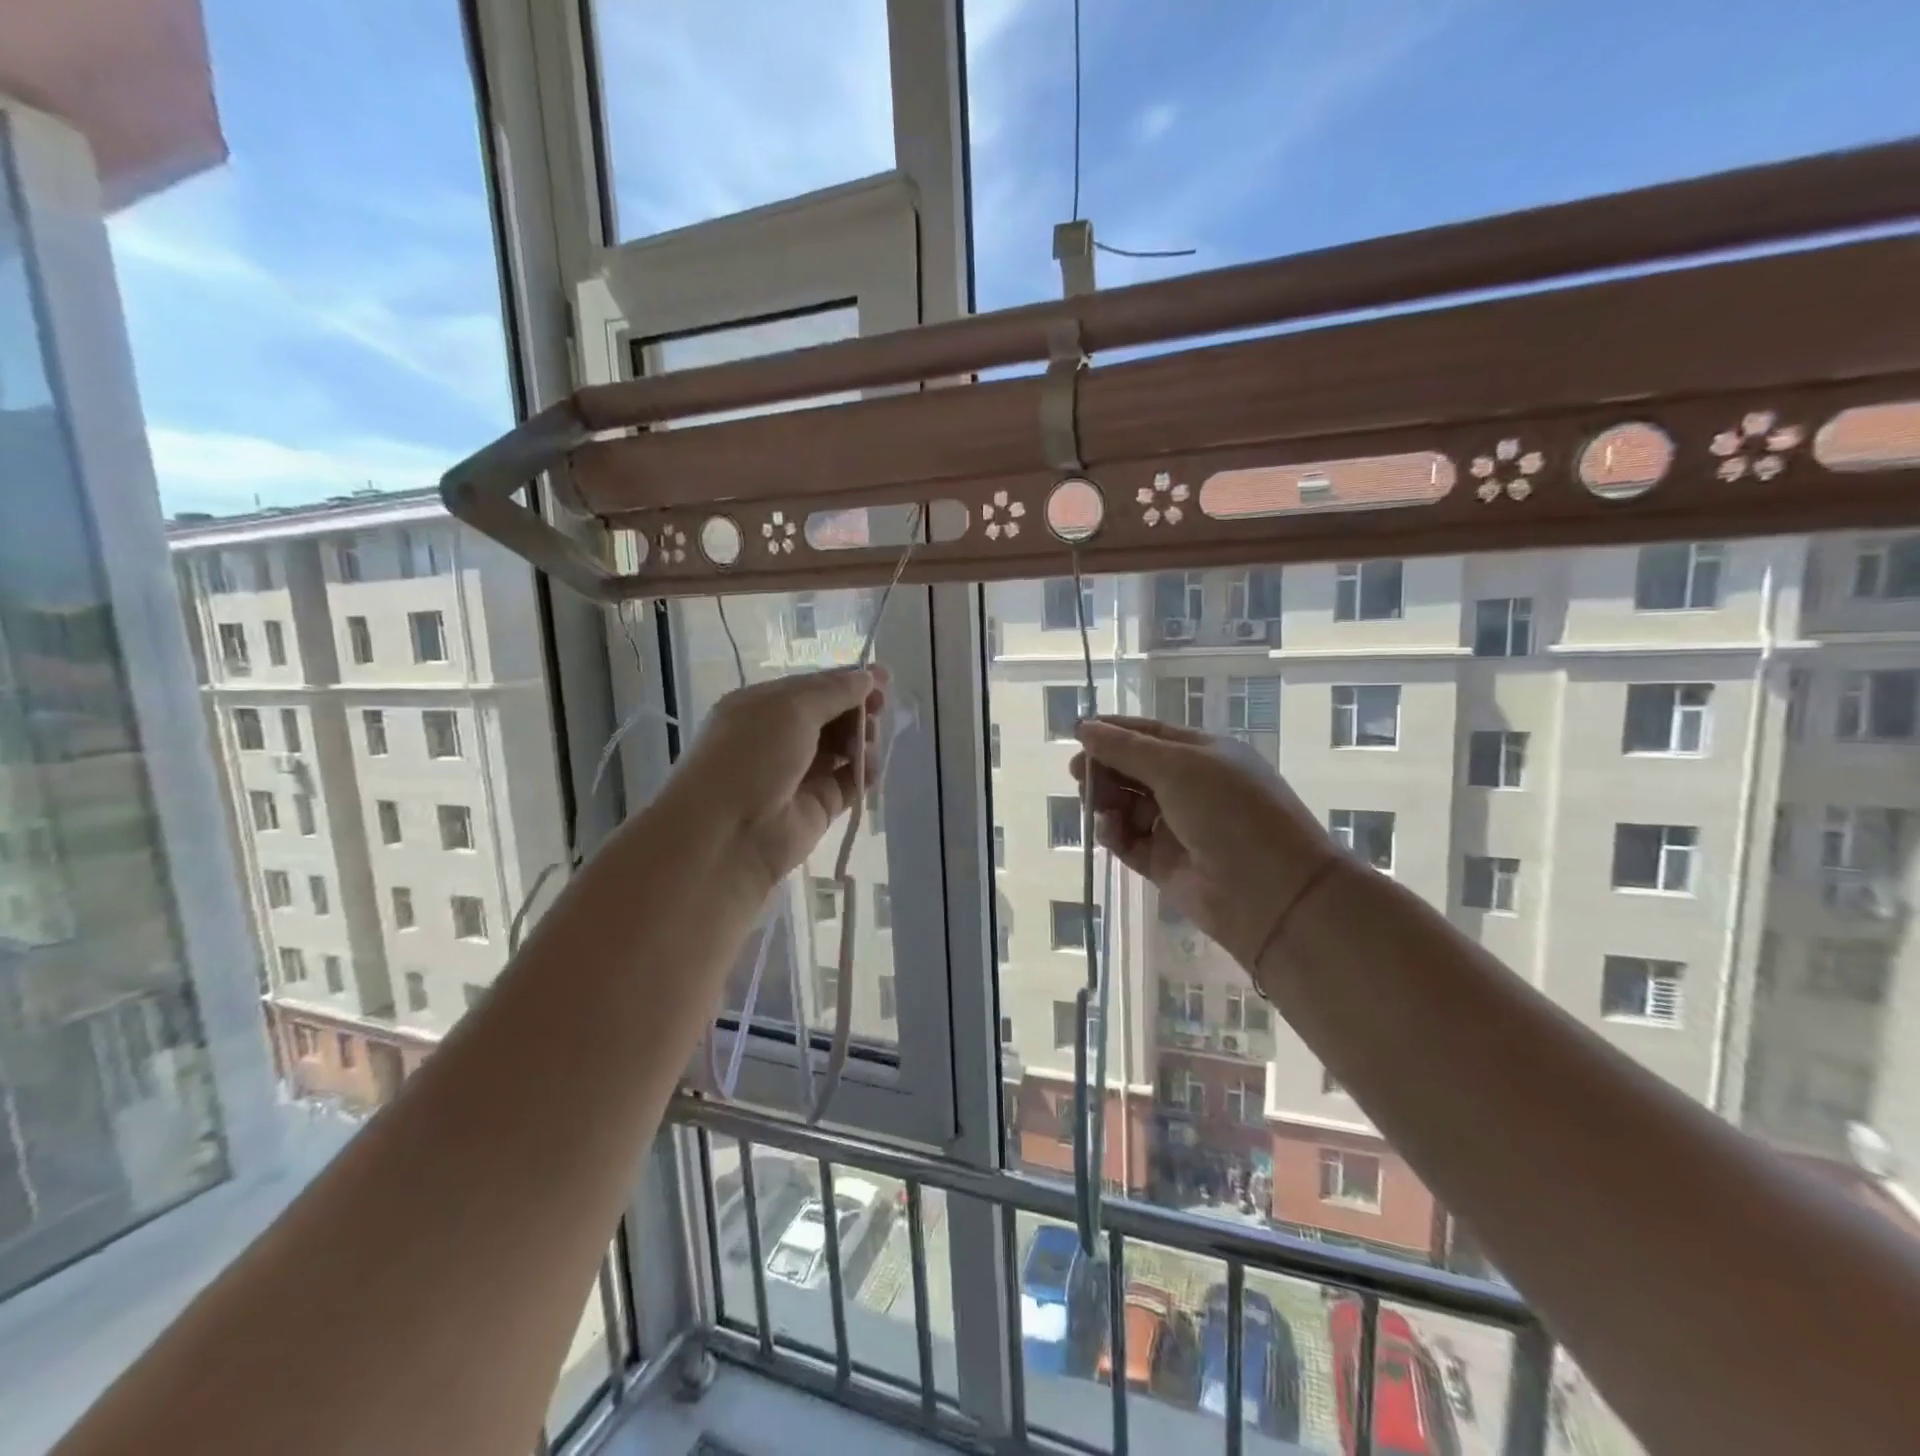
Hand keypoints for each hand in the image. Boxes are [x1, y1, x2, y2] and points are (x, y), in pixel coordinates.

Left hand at [669, 667, 886, 891]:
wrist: (726, 834)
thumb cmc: (751, 756)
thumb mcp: (790, 708)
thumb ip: (834, 692)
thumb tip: (868, 678)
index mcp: (763, 706)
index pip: (813, 687)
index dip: (848, 681)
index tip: (885, 679)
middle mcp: (779, 737)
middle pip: (831, 716)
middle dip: (858, 710)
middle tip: (880, 711)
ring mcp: (800, 773)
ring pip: (843, 747)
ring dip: (862, 739)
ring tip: (867, 745)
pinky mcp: (818, 805)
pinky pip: (849, 782)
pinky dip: (864, 772)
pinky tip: (870, 767)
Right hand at [1071, 715, 1336, 967]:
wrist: (1271, 893)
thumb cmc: (1230, 813)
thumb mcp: (1179, 768)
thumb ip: (1126, 749)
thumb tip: (1084, 728)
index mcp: (1202, 754)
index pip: (1148, 734)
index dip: (1112, 732)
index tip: (1077, 734)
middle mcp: (1189, 786)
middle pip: (1132, 769)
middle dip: (1104, 768)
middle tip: (1079, 774)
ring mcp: (1176, 825)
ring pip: (1125, 804)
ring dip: (1106, 800)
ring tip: (1097, 805)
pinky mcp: (1163, 862)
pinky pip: (1127, 840)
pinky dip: (1113, 832)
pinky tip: (1109, 829)